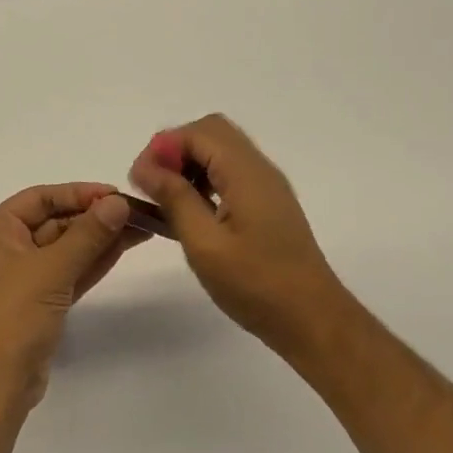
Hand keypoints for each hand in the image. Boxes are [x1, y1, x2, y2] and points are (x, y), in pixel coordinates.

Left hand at [0, 183, 146, 400]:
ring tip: (139, 228)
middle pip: (53, 223)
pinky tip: (121, 249)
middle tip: (135, 213)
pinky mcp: (37, 303)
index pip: (38, 199)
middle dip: (93, 218)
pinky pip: (66, 273)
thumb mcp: (52, 268)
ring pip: (64, 250)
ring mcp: (20, 279)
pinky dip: (90, 262)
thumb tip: (118, 203)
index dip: (77, 193)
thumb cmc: (14, 314)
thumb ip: (88, 234)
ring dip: (98, 239)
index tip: (115, 194)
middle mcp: (2, 250)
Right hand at [129, 115, 354, 362]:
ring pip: (220, 153)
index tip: (140, 182)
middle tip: (152, 187)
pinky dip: (203, 182)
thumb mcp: (205, 244)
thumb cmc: (256, 285)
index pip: (198, 132)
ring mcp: (266, 187)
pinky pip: (229, 175)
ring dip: (188, 166)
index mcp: (246, 174)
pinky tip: (188, 215)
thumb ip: (175, 199)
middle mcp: (259, 170)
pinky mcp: (266, 205)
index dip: (162, 148)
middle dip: (174, 151)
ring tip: (164, 202)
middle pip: (211, 133)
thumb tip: (146, 167)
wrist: (312, 319)